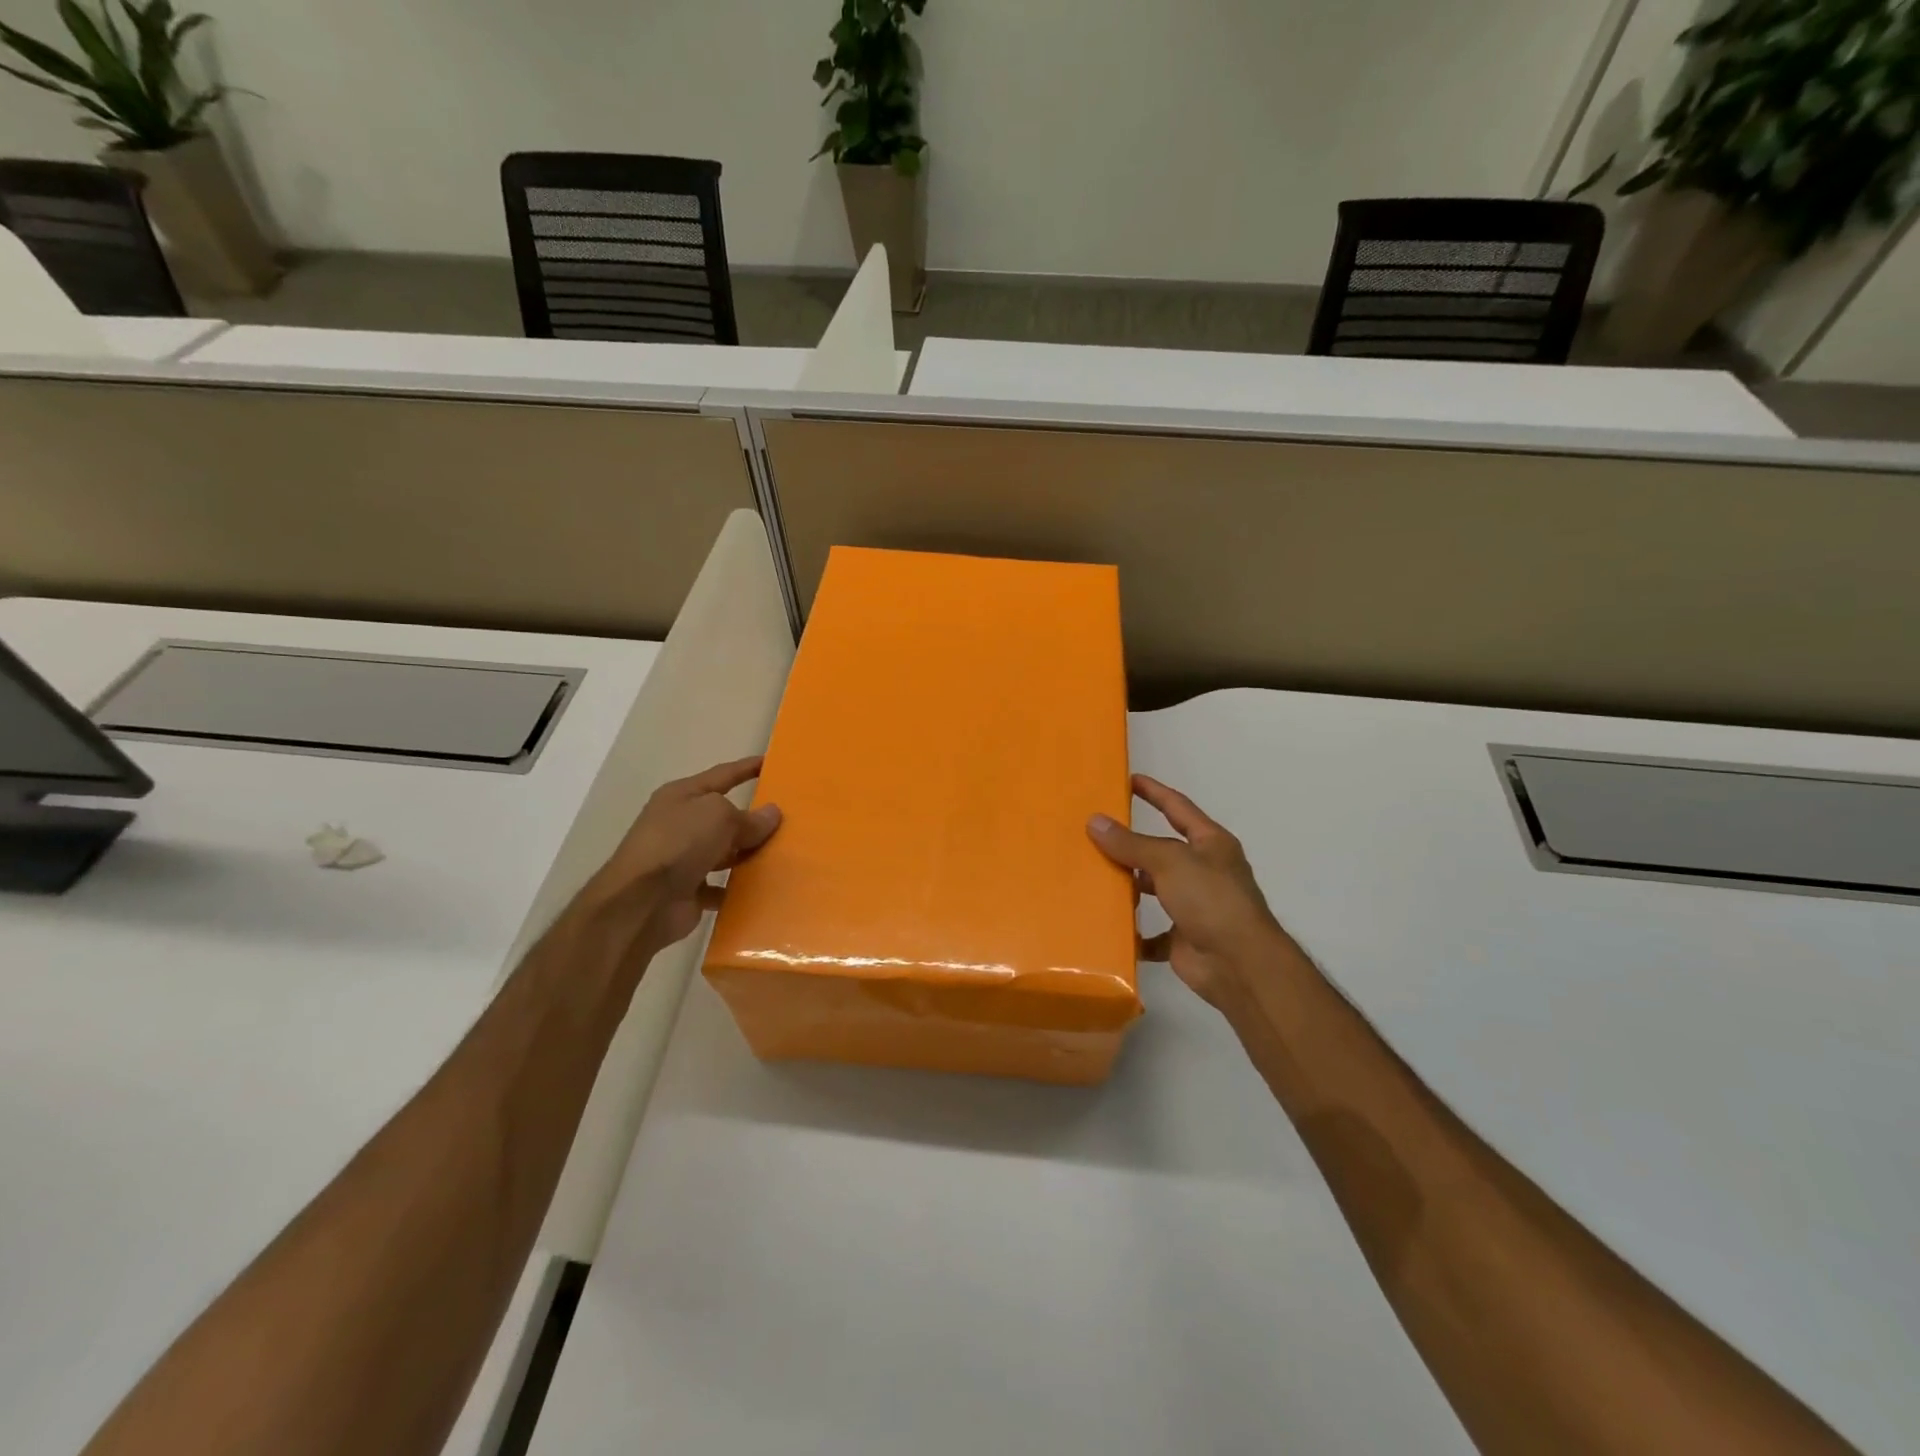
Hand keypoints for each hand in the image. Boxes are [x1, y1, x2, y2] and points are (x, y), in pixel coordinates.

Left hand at [582, 756, 781, 955]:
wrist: (642, 902)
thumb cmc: (679, 843)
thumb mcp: (719, 816)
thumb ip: (749, 817)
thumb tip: (771, 814)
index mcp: (682, 796)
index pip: (722, 775)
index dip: (746, 768)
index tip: (770, 762)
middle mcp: (680, 824)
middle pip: (723, 817)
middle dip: (752, 819)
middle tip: (788, 819)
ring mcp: (682, 859)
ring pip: (724, 852)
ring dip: (747, 855)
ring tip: (782, 854)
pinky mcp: (688, 890)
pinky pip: (721, 885)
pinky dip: (738, 887)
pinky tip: (763, 887)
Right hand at [1087, 775, 1294, 1011]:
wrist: (1239, 965)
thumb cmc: (1211, 900)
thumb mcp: (1170, 861)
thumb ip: (1132, 843)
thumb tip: (1095, 821)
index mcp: (1210, 844)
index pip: (1178, 808)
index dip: (1154, 792)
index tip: (1128, 779)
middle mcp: (1204, 871)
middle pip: (1161, 850)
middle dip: (1131, 843)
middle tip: (1094, 831)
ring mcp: (1194, 906)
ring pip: (1153, 888)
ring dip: (1128, 885)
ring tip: (1091, 874)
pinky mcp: (1182, 938)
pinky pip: (1151, 932)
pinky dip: (1132, 931)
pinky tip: (1107, 925)